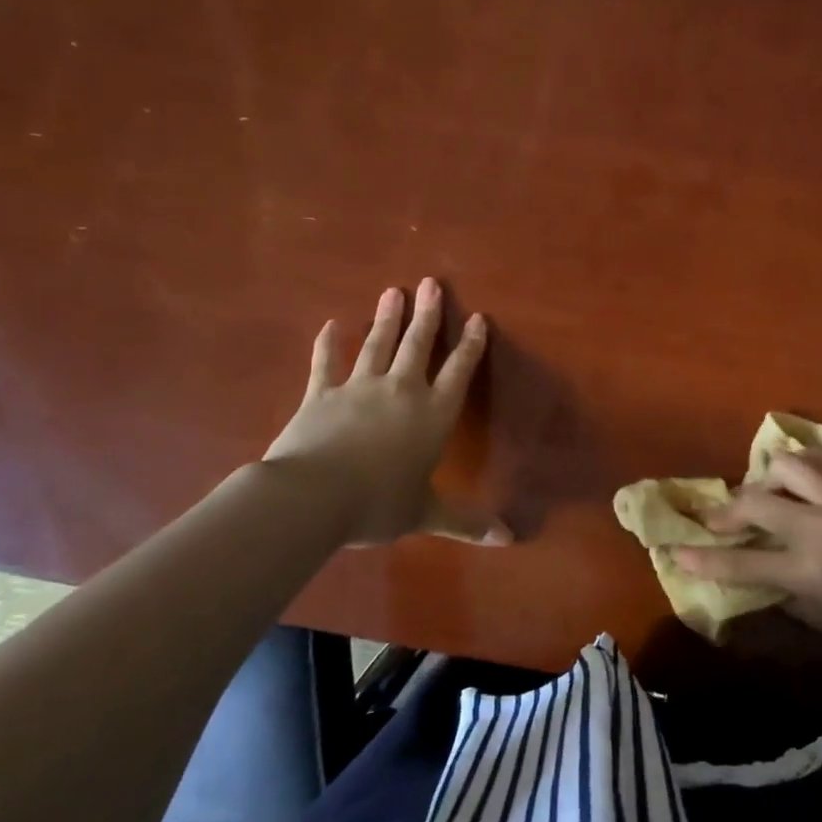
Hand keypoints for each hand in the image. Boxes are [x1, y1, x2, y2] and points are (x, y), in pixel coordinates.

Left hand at [263, 277, 509, 546]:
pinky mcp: (320, 394)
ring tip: (392, 292)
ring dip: (386, 318)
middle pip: (418, 345)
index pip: (459, 372)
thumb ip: (466, 522)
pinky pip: (325, 364)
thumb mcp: (427, 514)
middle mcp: (401, 391)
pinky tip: (330, 325)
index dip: (470, 345)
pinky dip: (328, 344)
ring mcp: (358, 388)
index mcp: (433, 415)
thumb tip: (508, 539)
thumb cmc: (379, 503)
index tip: (478, 318)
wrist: (313, 496)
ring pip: (377, 345)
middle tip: (431, 283)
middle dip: (427, 314)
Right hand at [673, 450, 821, 664]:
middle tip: (719, 521)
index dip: (704, 559)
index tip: (676, 551)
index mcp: (811, 569)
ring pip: (786, 463)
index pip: (743, 562)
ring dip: (765, 478)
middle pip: (754, 501)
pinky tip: (801, 477)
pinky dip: (802, 464)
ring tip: (765, 493)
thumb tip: (760, 572)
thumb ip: (788, 593)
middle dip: (726, 511)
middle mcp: (821, 525)